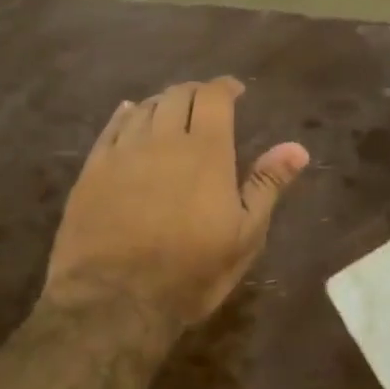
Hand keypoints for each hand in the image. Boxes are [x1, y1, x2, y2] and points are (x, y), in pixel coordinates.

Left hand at [46, 78, 308, 328]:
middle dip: (196, 92)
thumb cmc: (191, 271)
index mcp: (206, 151)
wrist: (115, 301)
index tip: (236, 90)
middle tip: (207, 102)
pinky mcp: (92, 170)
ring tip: (173, 110)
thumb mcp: (245, 234)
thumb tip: (297, 148)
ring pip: (144, 108)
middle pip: (178, 96)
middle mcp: (163, 140)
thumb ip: (267, 185)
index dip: (226, 87)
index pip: (214, 97)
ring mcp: (123, 153)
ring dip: (163, 102)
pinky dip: (126, 114)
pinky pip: (111, 128)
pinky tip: (130, 114)